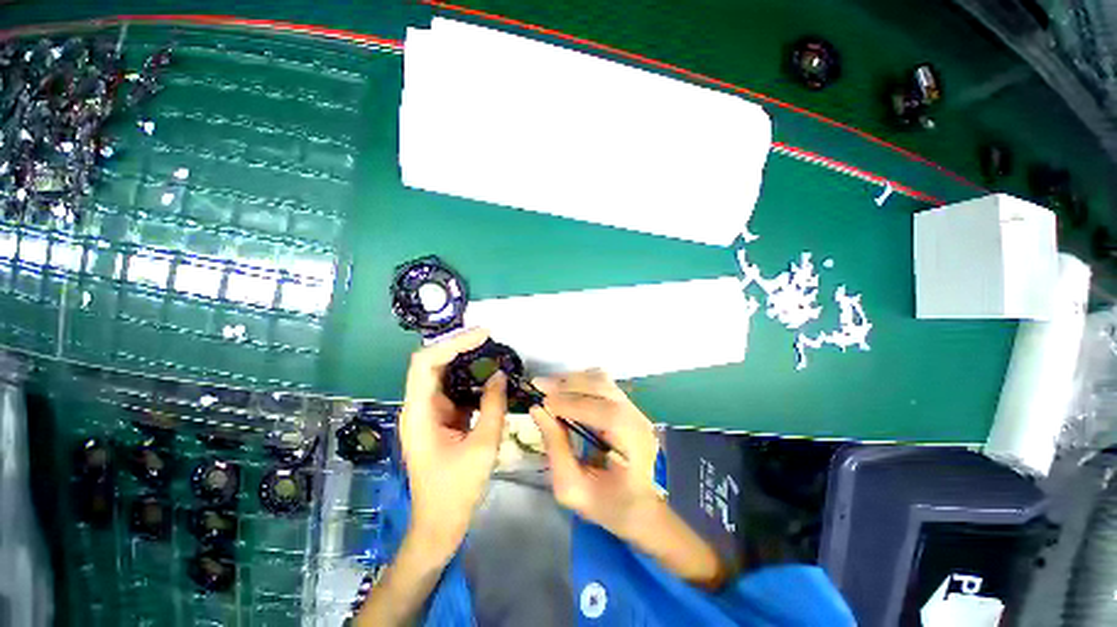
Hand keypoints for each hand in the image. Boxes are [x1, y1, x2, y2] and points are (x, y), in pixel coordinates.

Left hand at [398, 328, 507, 559]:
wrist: (440, 523)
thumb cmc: (457, 489)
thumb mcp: (483, 445)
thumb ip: (493, 406)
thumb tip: (500, 374)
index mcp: (419, 413)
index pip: (426, 363)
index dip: (453, 343)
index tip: (483, 335)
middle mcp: (418, 407)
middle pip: (432, 364)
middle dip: (459, 347)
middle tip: (490, 339)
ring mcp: (428, 413)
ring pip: (443, 375)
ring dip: (465, 361)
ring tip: (492, 352)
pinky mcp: (439, 419)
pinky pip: (453, 390)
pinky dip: (470, 379)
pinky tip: (489, 377)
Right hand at [529, 370, 660, 540]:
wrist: (640, 509)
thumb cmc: (607, 506)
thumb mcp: (572, 488)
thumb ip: (555, 448)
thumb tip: (537, 410)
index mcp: (632, 446)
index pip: (603, 413)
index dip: (570, 404)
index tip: (542, 402)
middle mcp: (638, 420)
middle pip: (603, 387)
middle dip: (567, 385)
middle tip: (538, 386)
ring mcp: (637, 410)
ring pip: (603, 380)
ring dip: (573, 380)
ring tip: (548, 386)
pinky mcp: (629, 406)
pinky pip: (604, 384)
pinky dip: (581, 382)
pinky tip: (564, 389)